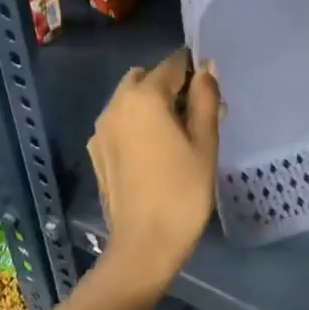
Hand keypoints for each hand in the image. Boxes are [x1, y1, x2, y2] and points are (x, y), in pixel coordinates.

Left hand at [88, 49, 220, 294]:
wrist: (144, 244)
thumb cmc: (183, 191)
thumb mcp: (205, 142)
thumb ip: (206, 99)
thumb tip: (207, 68)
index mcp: (144, 97)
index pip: (172, 65)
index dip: (194, 70)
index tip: (212, 89)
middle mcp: (116, 105)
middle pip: (146, 79)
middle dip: (170, 86)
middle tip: (196, 113)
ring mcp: (101, 130)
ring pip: (129, 100)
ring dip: (152, 104)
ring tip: (179, 134)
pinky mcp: (97, 152)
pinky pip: (120, 123)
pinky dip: (137, 124)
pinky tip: (156, 151)